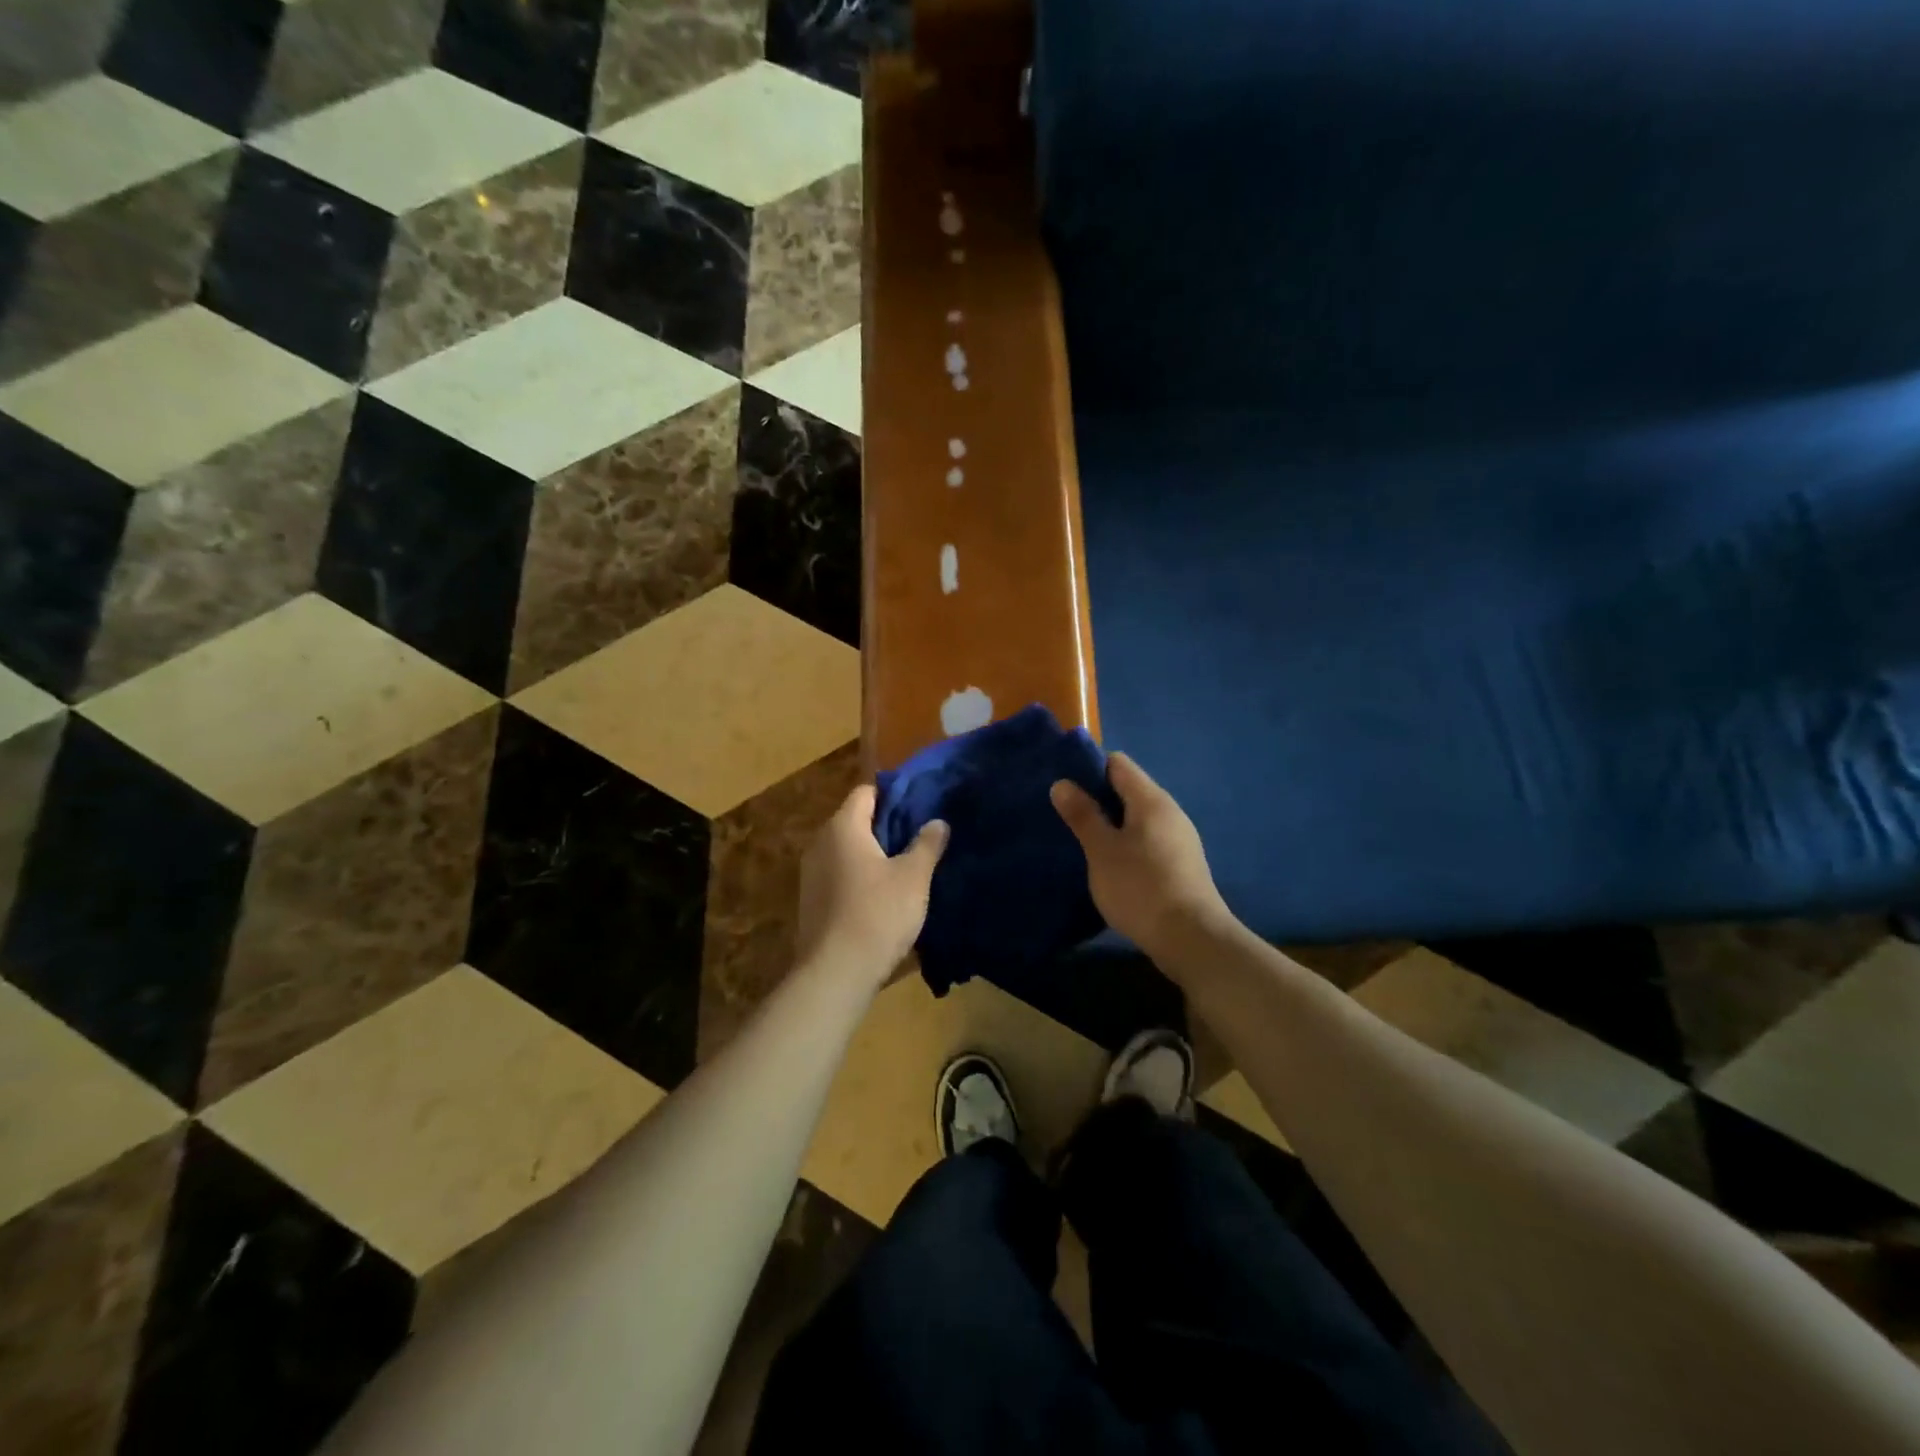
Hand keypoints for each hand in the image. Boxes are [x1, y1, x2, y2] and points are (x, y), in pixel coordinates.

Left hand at [796, 785, 948, 990]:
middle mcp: (820, 843)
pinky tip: (883, 895)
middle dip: (886, 826)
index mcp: (843, 827)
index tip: (920, 806)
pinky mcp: (811, 901)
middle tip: (919, 836)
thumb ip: (927, 844)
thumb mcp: (913, 876)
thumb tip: (937, 822)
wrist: (836, 973)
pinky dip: (860, 876)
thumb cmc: (878, 913)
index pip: (866, 792)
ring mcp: (811, 873)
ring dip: (873, 854)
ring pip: (847, 850)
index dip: (893, 795)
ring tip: (906, 866)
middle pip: (855, 820)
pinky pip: (839, 874)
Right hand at [1051, 752, 1233, 960]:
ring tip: (1081, 841)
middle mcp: (1170, 812)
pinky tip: (1109, 865)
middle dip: (1097, 798)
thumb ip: (1083, 815)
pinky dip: (1126, 845)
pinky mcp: (1180, 865)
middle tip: (1065, 816)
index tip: (1064, 786)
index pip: (1118, 764)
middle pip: (1128, 790)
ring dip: (1110, 825)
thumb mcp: (1102, 850)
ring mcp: (1179, 839)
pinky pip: (1146, 841)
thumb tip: (1062, 784)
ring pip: (1137, 818)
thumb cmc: (1140, 887)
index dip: (1089, 768)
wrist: (1191, 940)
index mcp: (1151, 800)